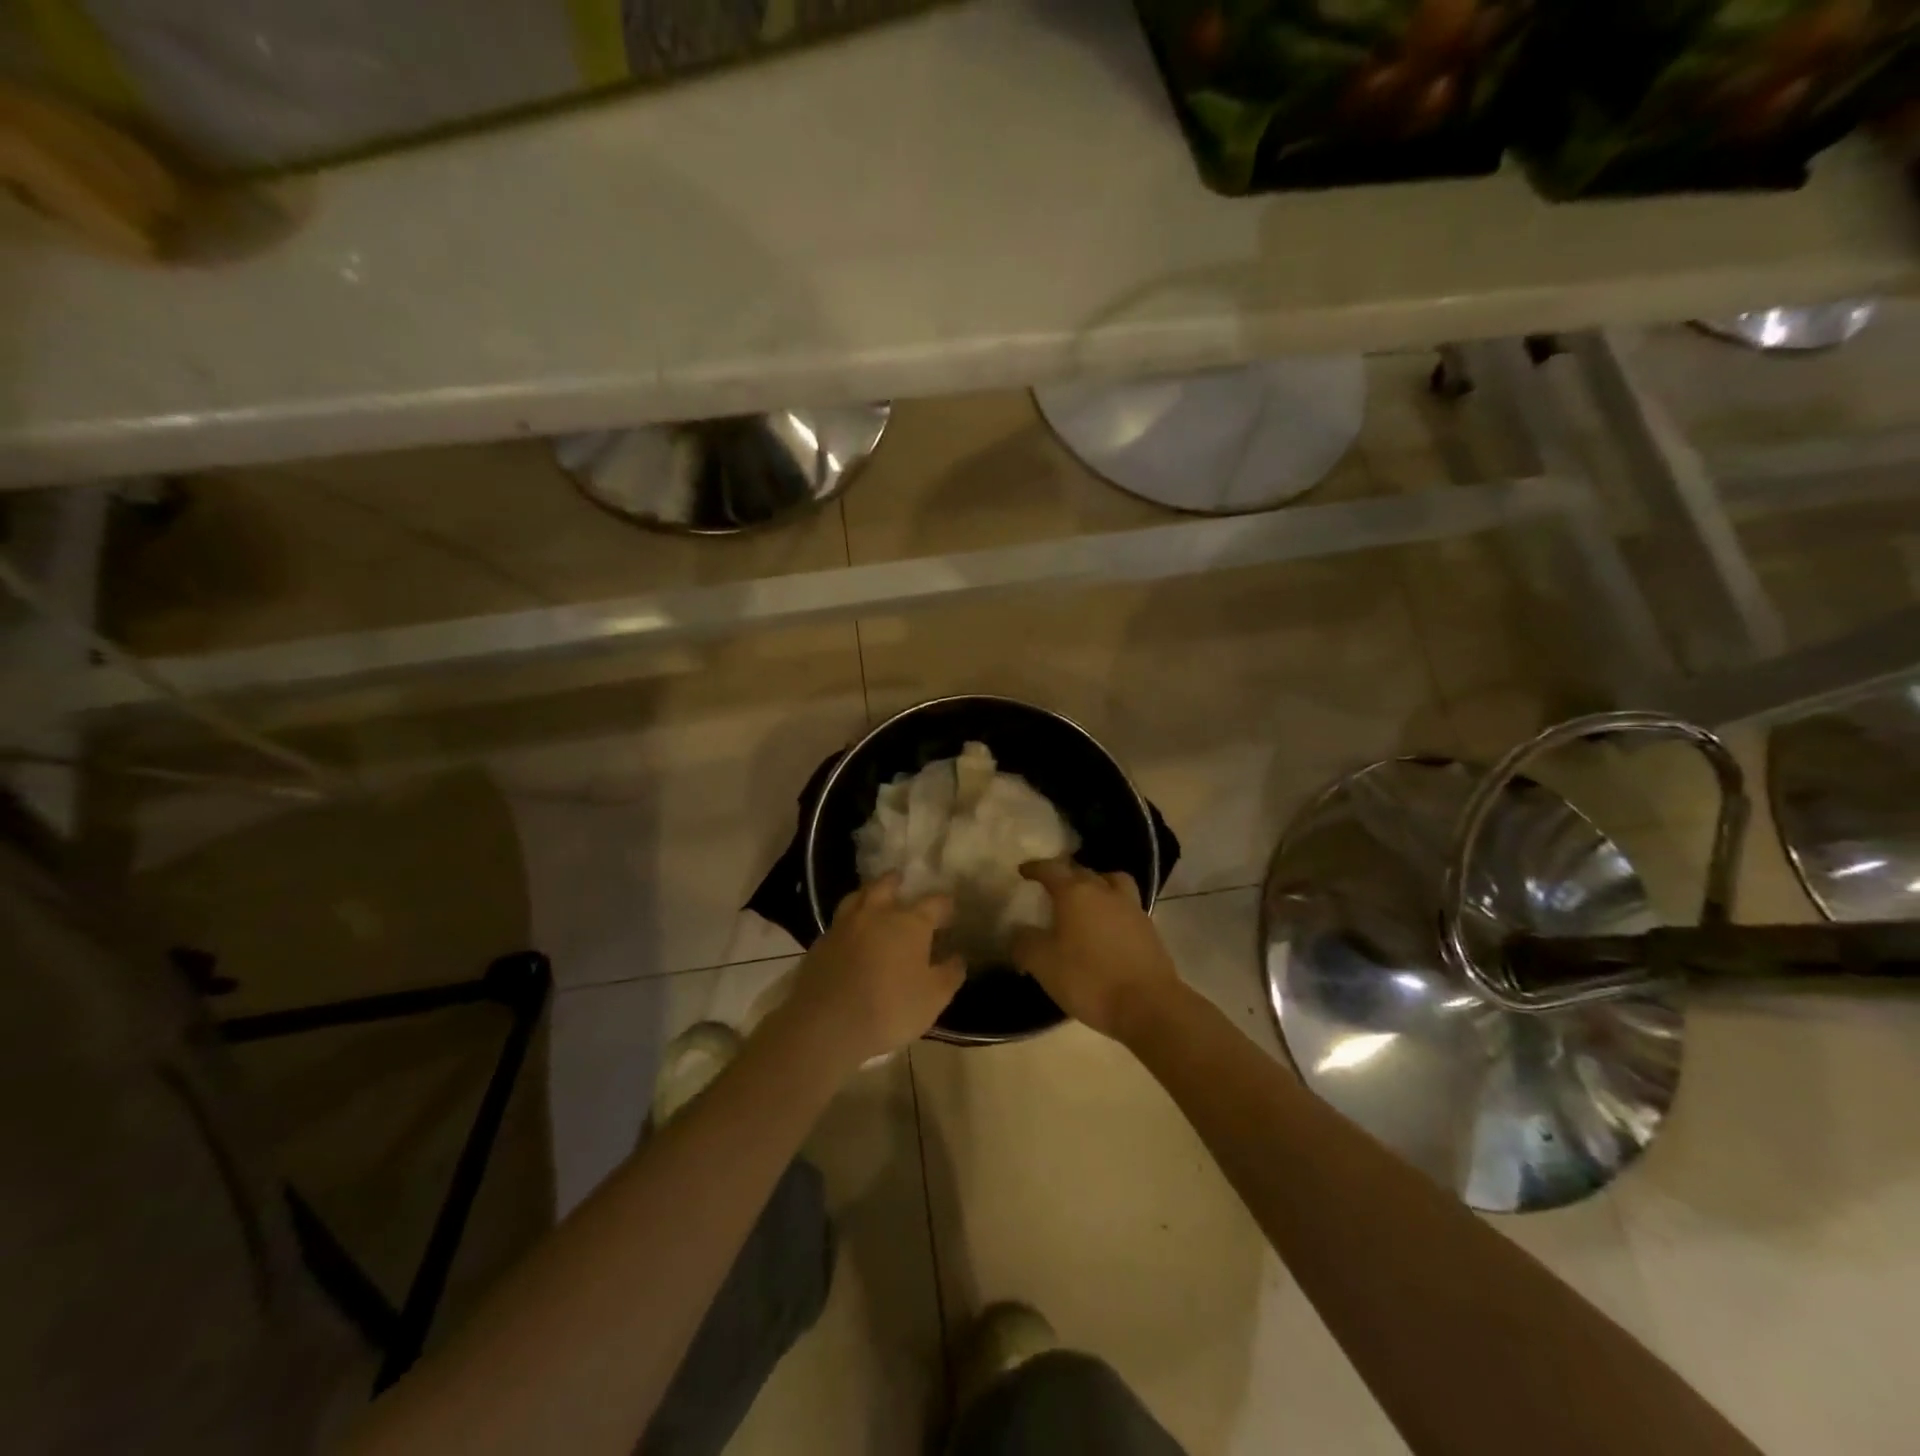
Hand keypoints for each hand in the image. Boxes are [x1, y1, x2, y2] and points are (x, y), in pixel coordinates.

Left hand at [783, 874, 964, 1068]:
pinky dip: (849, 918)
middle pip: (887, 885)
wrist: (827, 1023)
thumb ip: (950, 974)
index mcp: (910, 922)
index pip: (934, 902)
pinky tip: (851, 930)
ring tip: (873, 896)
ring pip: (858, 896)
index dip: (945, 904)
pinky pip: (839, 920)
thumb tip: (959, 957)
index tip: (950, 909)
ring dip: (869, 892)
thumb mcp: (933, 998)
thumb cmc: (890, 1008)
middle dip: (896, 882)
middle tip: (902, 880)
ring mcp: (845, 925)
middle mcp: (877, 913)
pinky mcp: (821, 941)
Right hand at [1009, 857, 1181, 1043]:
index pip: (1051, 869)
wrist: (1148, 1005)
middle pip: (1082, 872)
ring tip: (1086, 899)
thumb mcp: (1043, 964)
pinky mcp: (1149, 929)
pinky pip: (1126, 905)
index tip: (1023, 871)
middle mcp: (1104, 891)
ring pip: (1111, 882)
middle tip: (1052, 887)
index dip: (1035, 868)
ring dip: (1097, 884)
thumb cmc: (1089, 979)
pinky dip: (1113, 907)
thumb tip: (1019, 932)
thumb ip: (1024, 943)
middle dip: (1065, 875)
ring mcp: (1131, 908)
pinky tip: (1106, 926)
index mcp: (1076, 893)